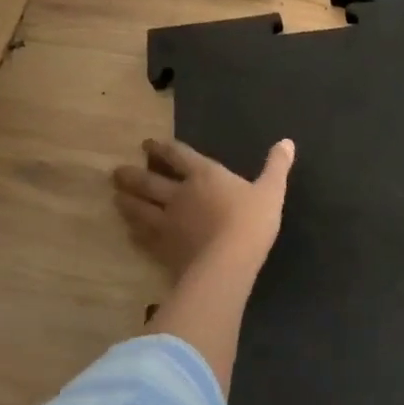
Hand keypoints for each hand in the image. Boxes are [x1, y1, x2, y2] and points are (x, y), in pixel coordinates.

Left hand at [112, 137, 295, 280]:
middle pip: (148, 181)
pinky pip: (143, 237)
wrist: (227, 263)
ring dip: (126, 201)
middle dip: (132, 175)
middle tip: (117, 172)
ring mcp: (167, 222)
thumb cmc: (251, 222)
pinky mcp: (163, 248)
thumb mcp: (271, 190)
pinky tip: (130, 231)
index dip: (162, 148)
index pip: (178, 156)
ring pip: (139, 208)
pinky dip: (134, 232)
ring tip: (116, 196)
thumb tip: (287, 142)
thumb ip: (277, 166)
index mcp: (204, 176)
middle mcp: (179, 194)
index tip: (147, 144)